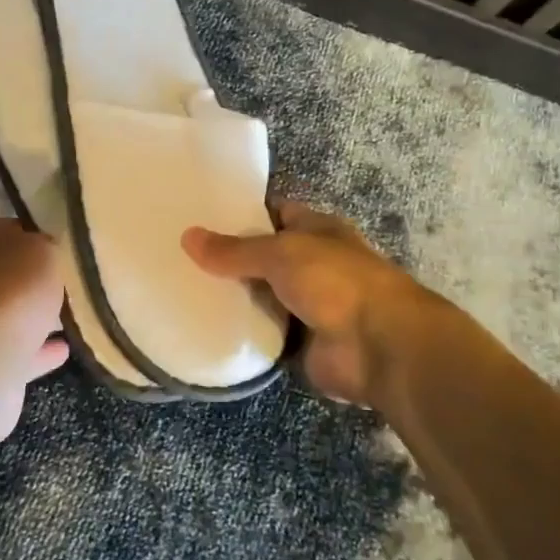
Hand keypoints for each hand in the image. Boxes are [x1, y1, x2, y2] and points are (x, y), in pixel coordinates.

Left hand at [0, 218, 67, 444]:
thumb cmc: (10, 292)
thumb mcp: (42, 250)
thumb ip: (46, 247)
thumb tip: (46, 254)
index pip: (8, 229)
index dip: (37, 236)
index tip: (64, 247)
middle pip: (6, 273)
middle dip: (34, 279)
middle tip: (71, 281)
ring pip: (9, 313)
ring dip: (35, 315)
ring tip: (72, 315)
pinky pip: (16, 350)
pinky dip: (38, 349)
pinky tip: (64, 348)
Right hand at [182, 202, 426, 404]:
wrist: (379, 347)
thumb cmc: (336, 281)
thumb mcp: (281, 253)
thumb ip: (235, 250)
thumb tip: (188, 237)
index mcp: (316, 230)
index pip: (274, 213)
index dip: (242, 212)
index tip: (200, 215)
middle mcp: (313, 264)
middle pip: (264, 257)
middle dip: (230, 258)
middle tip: (180, 256)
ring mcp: (308, 305)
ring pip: (262, 296)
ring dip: (234, 297)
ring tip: (183, 289)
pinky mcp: (300, 344)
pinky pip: (264, 333)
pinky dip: (242, 332)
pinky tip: (205, 326)